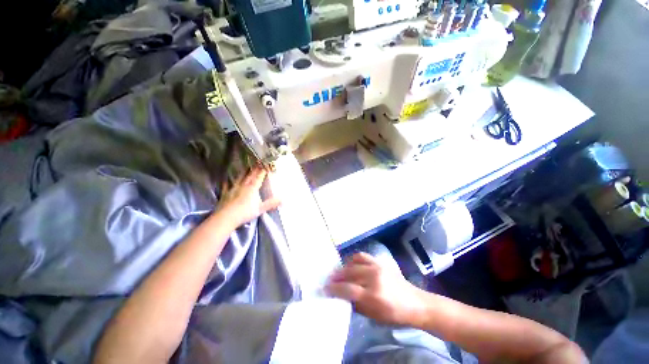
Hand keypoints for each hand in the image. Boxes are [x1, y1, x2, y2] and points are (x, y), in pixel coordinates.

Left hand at [216, 166, 280, 227]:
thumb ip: (271, 204)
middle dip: (255, 169)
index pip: (259, 177)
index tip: (265, 164)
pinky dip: (227, 182)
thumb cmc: (245, 212)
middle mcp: (243, 186)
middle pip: (250, 175)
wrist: (226, 217)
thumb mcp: (260, 208)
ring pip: (239, 178)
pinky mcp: (225, 194)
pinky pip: (226, 186)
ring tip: (246, 166)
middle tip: (257, 162)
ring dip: (243, 172)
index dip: (262, 171)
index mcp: (252, 188)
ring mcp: (233, 189)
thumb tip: (283, 200)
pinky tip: (226, 180)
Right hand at [325, 252, 426, 325]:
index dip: (334, 289)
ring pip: (354, 262)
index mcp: (374, 295)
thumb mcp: (374, 316)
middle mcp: (374, 277)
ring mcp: (377, 267)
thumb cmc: (394, 314)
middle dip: (336, 276)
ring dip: (344, 267)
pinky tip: (350, 264)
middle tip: (329, 279)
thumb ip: (357, 304)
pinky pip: (362, 256)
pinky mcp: (380, 262)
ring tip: (339, 272)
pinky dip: (353, 259)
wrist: (415, 302)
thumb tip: (343, 296)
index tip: (325, 289)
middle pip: (349, 273)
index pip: (348, 289)